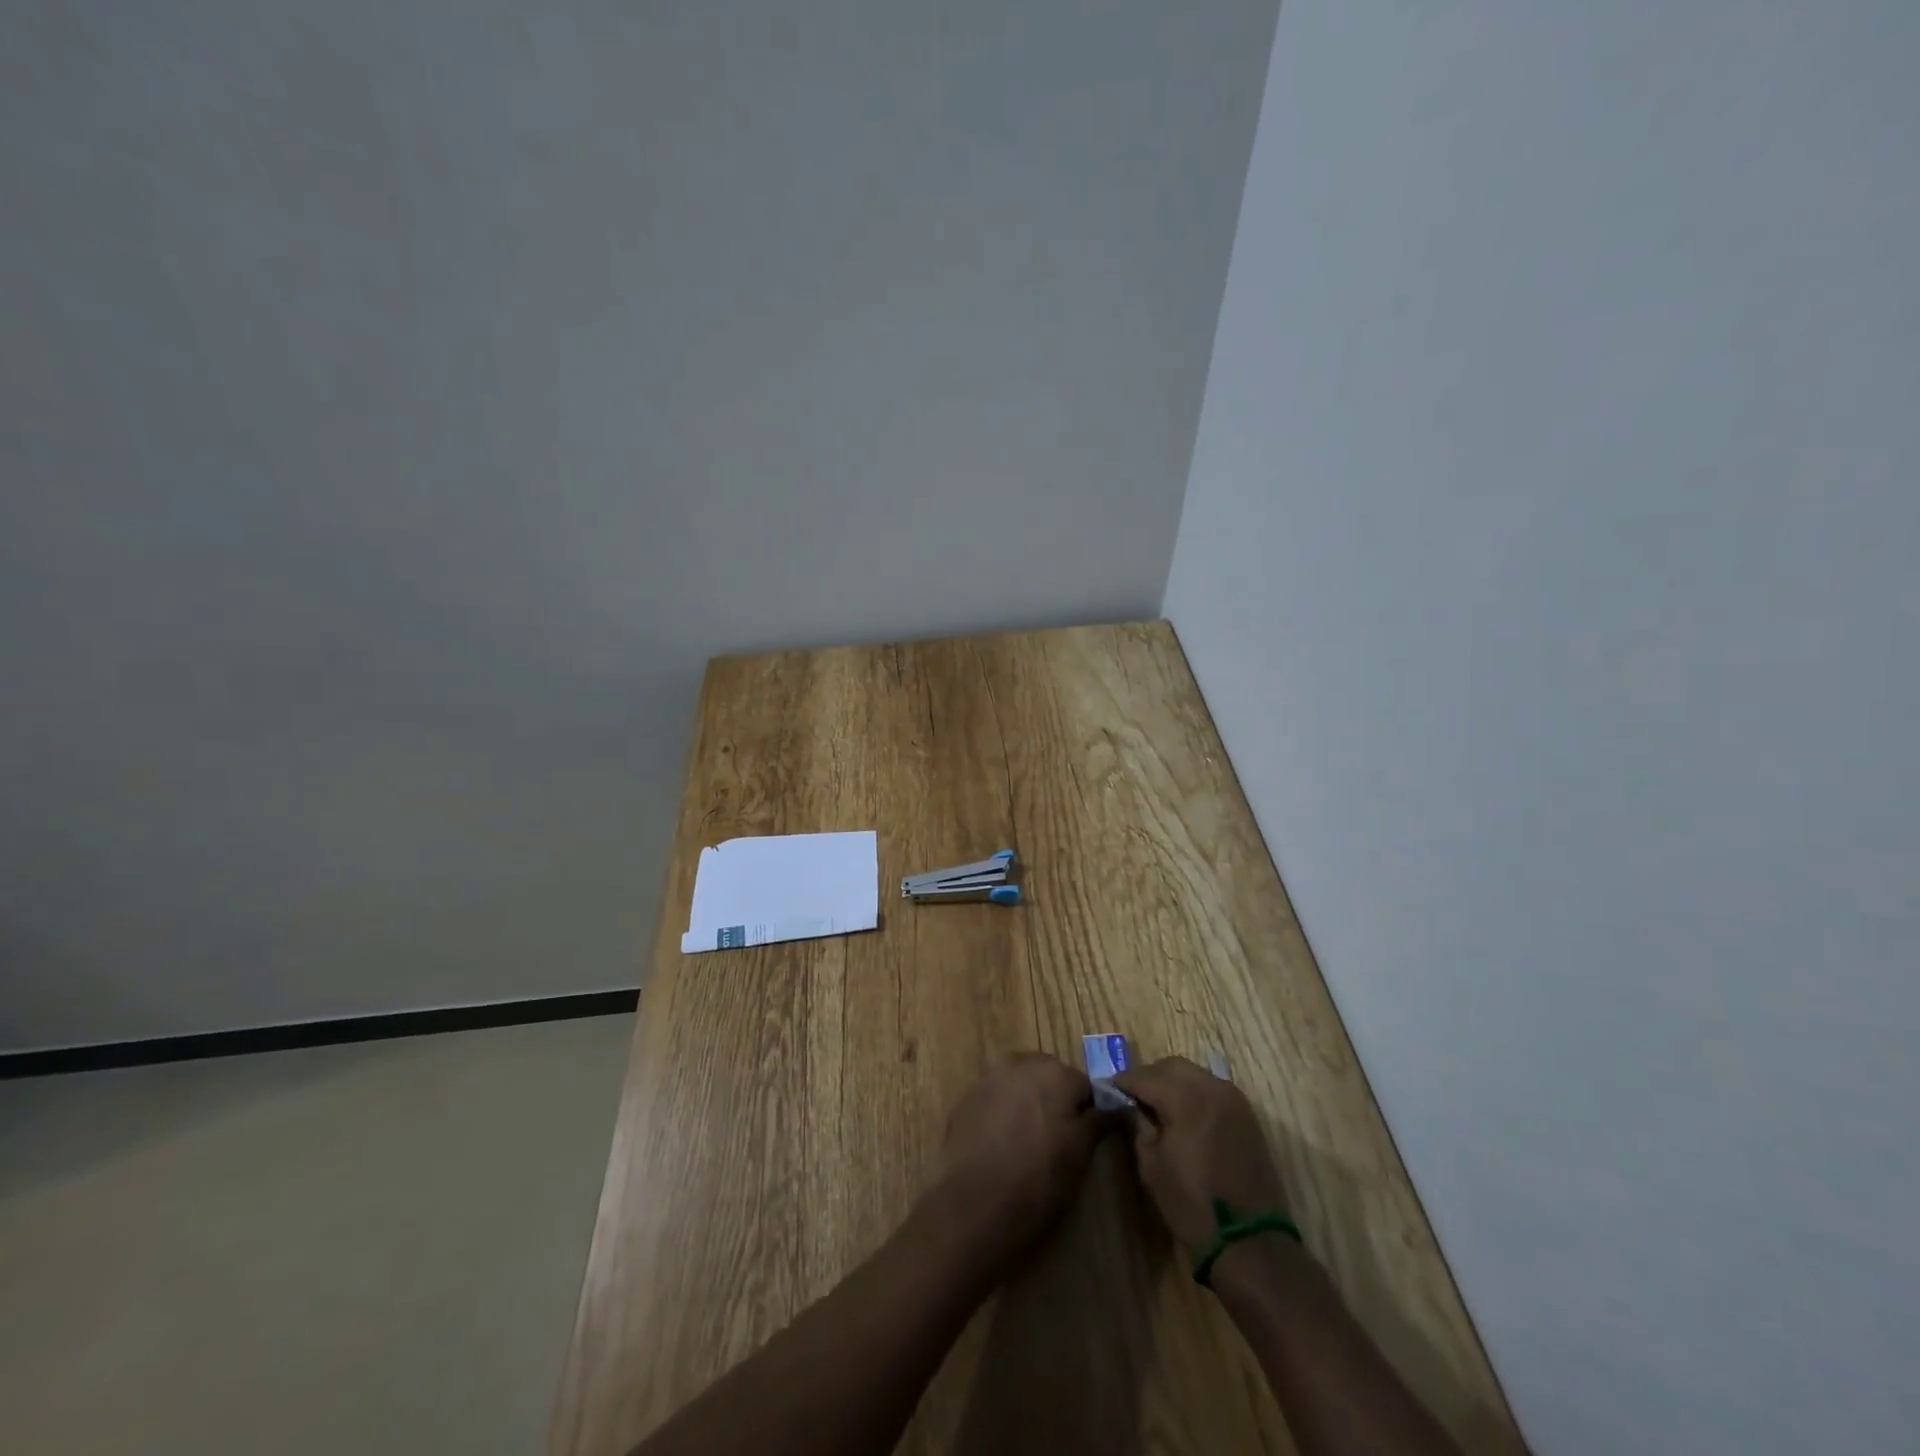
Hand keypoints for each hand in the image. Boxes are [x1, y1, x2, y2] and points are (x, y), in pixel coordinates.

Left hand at [930, 1053, 1101, 1272]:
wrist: (975, 1203)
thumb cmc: (1039, 1180)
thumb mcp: (1079, 1156)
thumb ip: (1096, 1123)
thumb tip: (1114, 1107)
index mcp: (1056, 1073)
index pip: (1083, 1086)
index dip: (1085, 1113)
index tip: (1082, 1139)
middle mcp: (1022, 1063)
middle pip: (1049, 1076)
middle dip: (1054, 1100)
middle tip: (1055, 1139)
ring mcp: (990, 1077)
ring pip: (1020, 1083)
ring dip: (1027, 1102)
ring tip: (1025, 1141)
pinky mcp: (967, 1096)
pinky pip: (995, 1097)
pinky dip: (1002, 1111)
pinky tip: (1000, 1142)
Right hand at [1111, 1056, 1290, 1260]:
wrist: (1250, 1243)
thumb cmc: (1192, 1207)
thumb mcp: (1152, 1166)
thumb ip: (1139, 1125)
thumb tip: (1133, 1106)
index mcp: (1186, 1099)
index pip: (1145, 1077)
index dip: (1124, 1081)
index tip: (1110, 1088)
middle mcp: (1212, 1089)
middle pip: (1172, 1066)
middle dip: (1150, 1076)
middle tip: (1134, 1096)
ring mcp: (1234, 1100)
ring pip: (1195, 1074)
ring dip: (1174, 1082)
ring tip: (1158, 1105)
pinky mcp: (1248, 1116)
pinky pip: (1214, 1089)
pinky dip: (1195, 1093)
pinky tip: (1185, 1115)